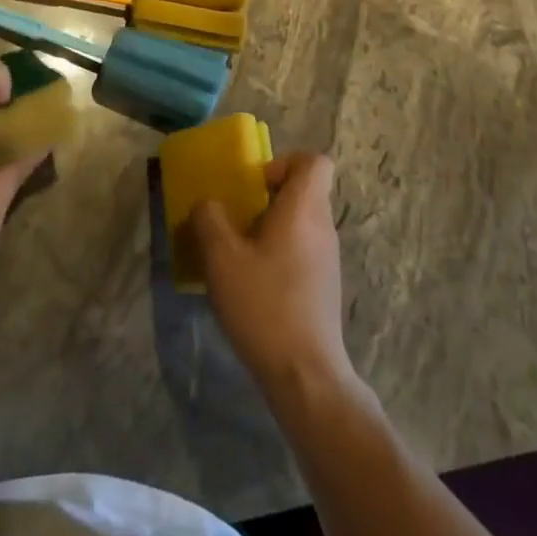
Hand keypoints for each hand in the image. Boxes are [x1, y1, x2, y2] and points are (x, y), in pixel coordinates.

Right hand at [194, 153, 357, 400]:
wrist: (305, 374)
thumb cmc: (264, 304)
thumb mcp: (221, 258)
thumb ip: (210, 219)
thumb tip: (208, 204)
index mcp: (304, 209)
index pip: (315, 161)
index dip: (285, 162)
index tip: (255, 185)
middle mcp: (323, 226)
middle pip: (304, 191)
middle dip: (268, 198)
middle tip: (236, 219)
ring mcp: (328, 258)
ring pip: (301, 222)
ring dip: (270, 228)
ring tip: (237, 254)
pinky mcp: (324, 286)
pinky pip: (302, 250)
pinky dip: (279, 254)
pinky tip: (252, 284)